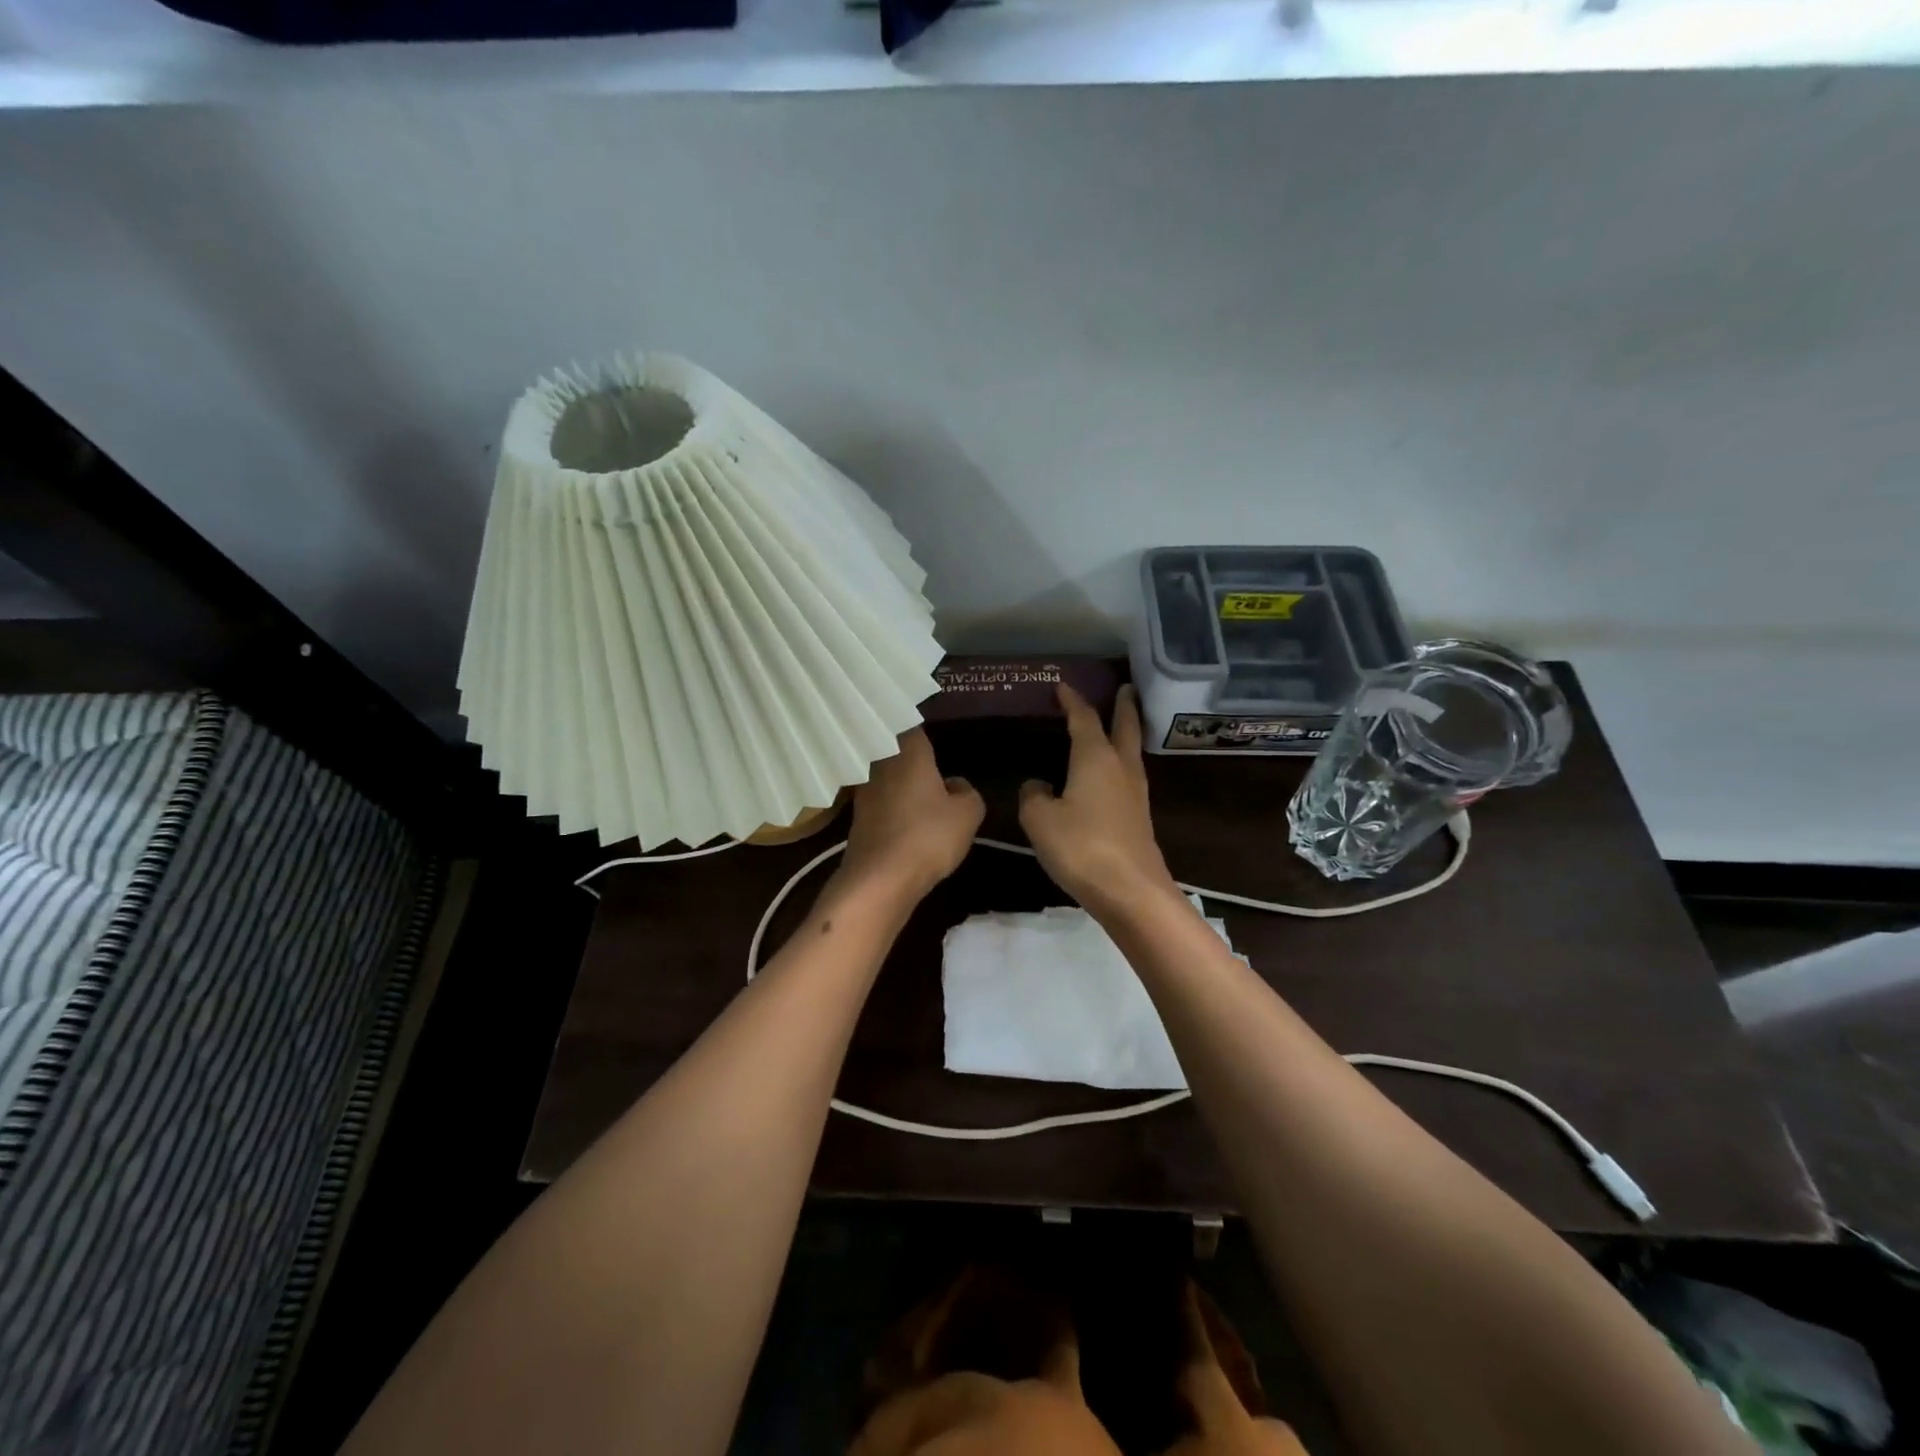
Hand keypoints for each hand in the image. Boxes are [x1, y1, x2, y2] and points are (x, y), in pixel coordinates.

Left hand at [836, 728, 984, 904]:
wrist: (879, 879)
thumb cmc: (928, 836)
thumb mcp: (968, 814)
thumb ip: (967, 791)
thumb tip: (954, 784)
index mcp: (907, 752)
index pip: (910, 724)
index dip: (921, 727)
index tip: (932, 734)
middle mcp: (880, 763)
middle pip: (893, 748)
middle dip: (908, 753)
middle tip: (928, 760)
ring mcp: (863, 791)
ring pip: (883, 774)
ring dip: (897, 780)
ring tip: (918, 789)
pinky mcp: (856, 817)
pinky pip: (877, 800)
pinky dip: (888, 804)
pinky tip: (902, 816)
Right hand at [1019, 684, 1178, 911]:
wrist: (1130, 891)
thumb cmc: (1081, 847)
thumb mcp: (1040, 819)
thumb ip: (1033, 796)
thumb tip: (1038, 786)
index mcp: (1095, 758)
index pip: (1084, 718)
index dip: (1072, 700)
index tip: (1062, 685)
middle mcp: (1120, 767)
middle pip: (1125, 727)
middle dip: (1124, 706)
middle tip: (1125, 687)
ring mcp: (1135, 792)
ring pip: (1132, 750)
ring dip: (1127, 731)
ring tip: (1118, 724)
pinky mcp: (1139, 816)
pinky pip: (1129, 775)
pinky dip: (1120, 761)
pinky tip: (1109, 774)